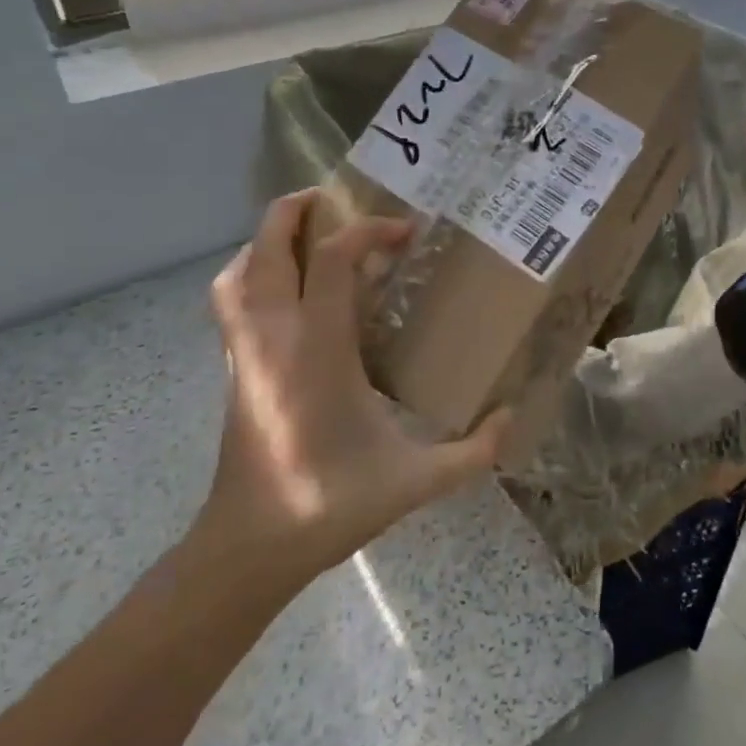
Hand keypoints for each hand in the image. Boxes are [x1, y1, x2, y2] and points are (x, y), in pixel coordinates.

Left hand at [190, 190, 508, 589]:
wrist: (250, 546)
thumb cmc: (329, 504)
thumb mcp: (416, 480)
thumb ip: (474, 451)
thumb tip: (515, 418)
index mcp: (318, 350)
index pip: (332, 260)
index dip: (368, 232)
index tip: (406, 233)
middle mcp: (274, 337)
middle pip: (268, 246)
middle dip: (297, 210)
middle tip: (335, 198)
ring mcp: (246, 352)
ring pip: (238, 272)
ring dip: (266, 242)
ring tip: (303, 236)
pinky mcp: (234, 369)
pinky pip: (230, 302)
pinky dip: (250, 276)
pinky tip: (282, 291)